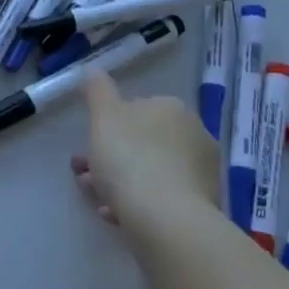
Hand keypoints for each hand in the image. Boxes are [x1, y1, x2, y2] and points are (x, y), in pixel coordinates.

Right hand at [73, 69, 220, 235]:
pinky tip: (116, 215)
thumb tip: (94, 69)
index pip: (136, 109)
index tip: (87, 145)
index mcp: (172, 108)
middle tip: (84, 175)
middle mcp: (194, 135)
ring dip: (119, 182)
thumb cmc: (130, 158)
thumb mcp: (103, 116)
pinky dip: (138, 203)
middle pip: (142, 143)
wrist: (166, 219)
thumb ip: (97, 90)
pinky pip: (162, 198)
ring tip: (96, 200)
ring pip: (150, 172)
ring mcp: (202, 172)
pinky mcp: (203, 206)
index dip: (107, 127)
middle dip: (110, 157)